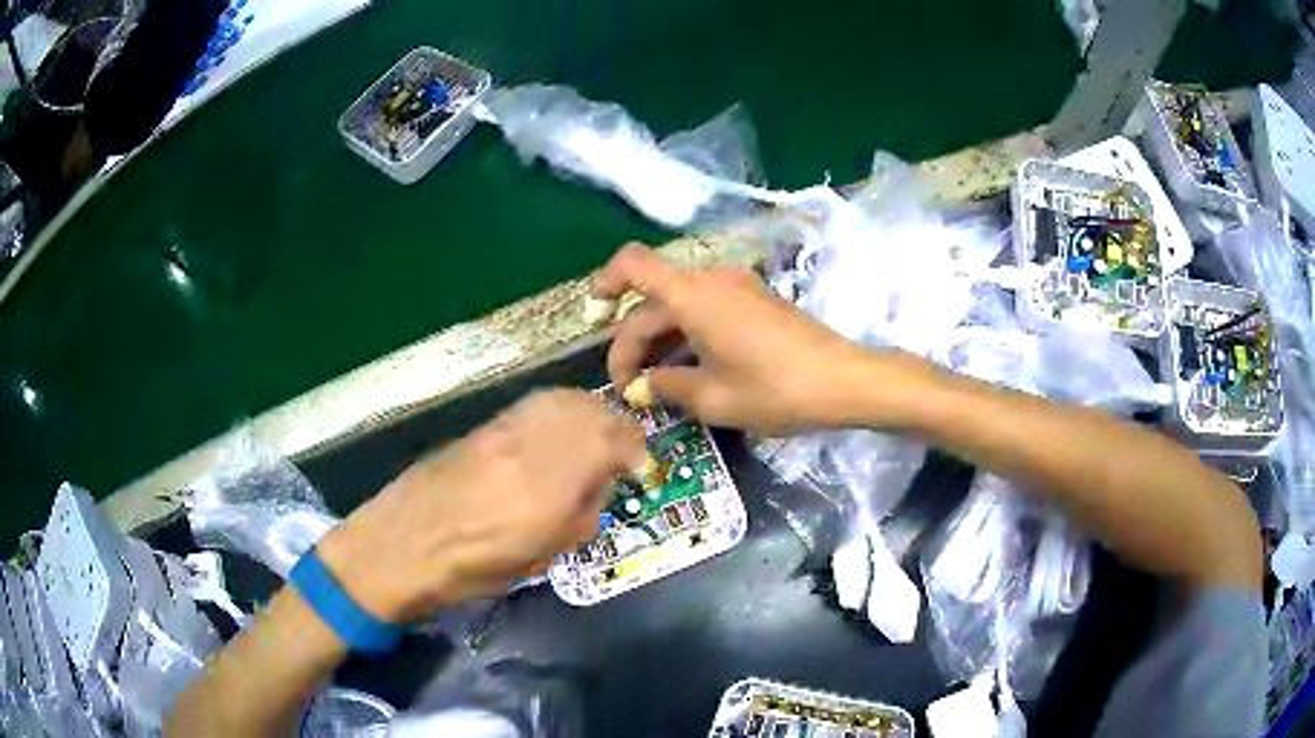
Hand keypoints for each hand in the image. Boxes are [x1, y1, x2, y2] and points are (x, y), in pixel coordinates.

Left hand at [317, 390, 645, 621]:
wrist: (403, 544)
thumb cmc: (471, 569)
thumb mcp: (539, 558)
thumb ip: (579, 519)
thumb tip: (597, 492)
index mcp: (549, 487)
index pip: (611, 443)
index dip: (635, 450)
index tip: (640, 467)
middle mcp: (530, 447)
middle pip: (590, 412)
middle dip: (616, 427)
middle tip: (622, 451)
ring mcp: (503, 431)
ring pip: (561, 401)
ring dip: (589, 413)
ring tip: (594, 436)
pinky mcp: (483, 427)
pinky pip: (534, 406)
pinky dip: (558, 411)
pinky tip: (557, 432)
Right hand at [596, 244, 929, 433]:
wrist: (843, 381)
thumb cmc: (775, 389)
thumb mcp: (713, 397)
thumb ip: (666, 386)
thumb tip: (640, 387)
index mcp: (693, 295)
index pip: (633, 265)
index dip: (605, 284)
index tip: (593, 318)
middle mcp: (711, 281)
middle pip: (653, 301)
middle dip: (632, 342)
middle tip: (628, 391)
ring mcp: (736, 290)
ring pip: (679, 307)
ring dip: (659, 341)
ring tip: (653, 387)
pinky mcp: (755, 303)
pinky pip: (706, 310)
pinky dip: (686, 336)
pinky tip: (687, 372)